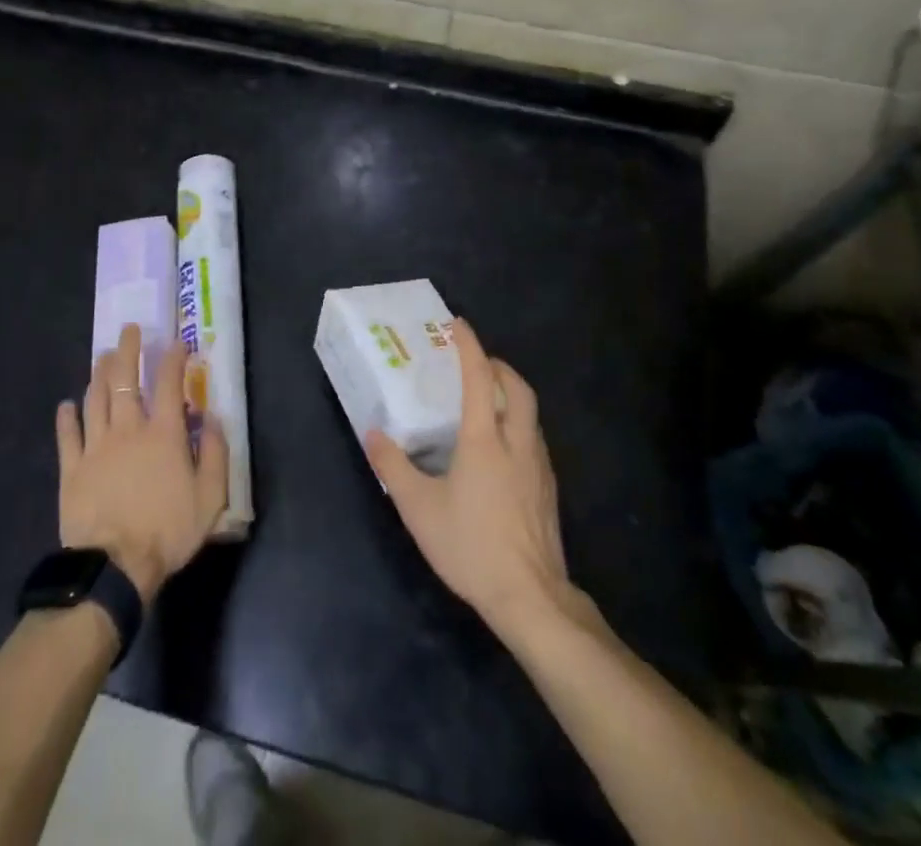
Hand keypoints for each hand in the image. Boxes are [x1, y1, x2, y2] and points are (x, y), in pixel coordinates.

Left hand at [56, 324, 229, 603]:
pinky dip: (67, 417)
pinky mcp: (72, 469)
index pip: (169, 383)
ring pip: (95, 399)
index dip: (174, 358)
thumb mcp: (210, 497)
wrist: (114, 567)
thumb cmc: (167, 531)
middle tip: (128, 330)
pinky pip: (67, 436)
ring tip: (103, 356)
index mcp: (164, 434)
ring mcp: (96, 447)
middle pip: (125, 380)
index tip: (178, 342)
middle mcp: (129, 429)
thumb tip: (215, 418)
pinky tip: (67, 404)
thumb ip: (216, 454)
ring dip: (100, 374)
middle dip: (128, 350)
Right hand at [366, 319, 571, 638]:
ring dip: (511, 393)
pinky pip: (534, 437)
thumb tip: (372, 434)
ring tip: (487, 399)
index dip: (469, 345)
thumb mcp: (419, 508)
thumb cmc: (470, 547)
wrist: (530, 596)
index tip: (457, 324)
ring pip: (530, 412)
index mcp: (484, 439)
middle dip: (498, 365)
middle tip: (477, 362)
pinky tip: (503, 447)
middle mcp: (515, 442)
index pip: (479, 376)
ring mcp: (538, 465)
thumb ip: (393, 467)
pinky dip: (519, 422)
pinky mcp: (548, 487)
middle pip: (517, 386)